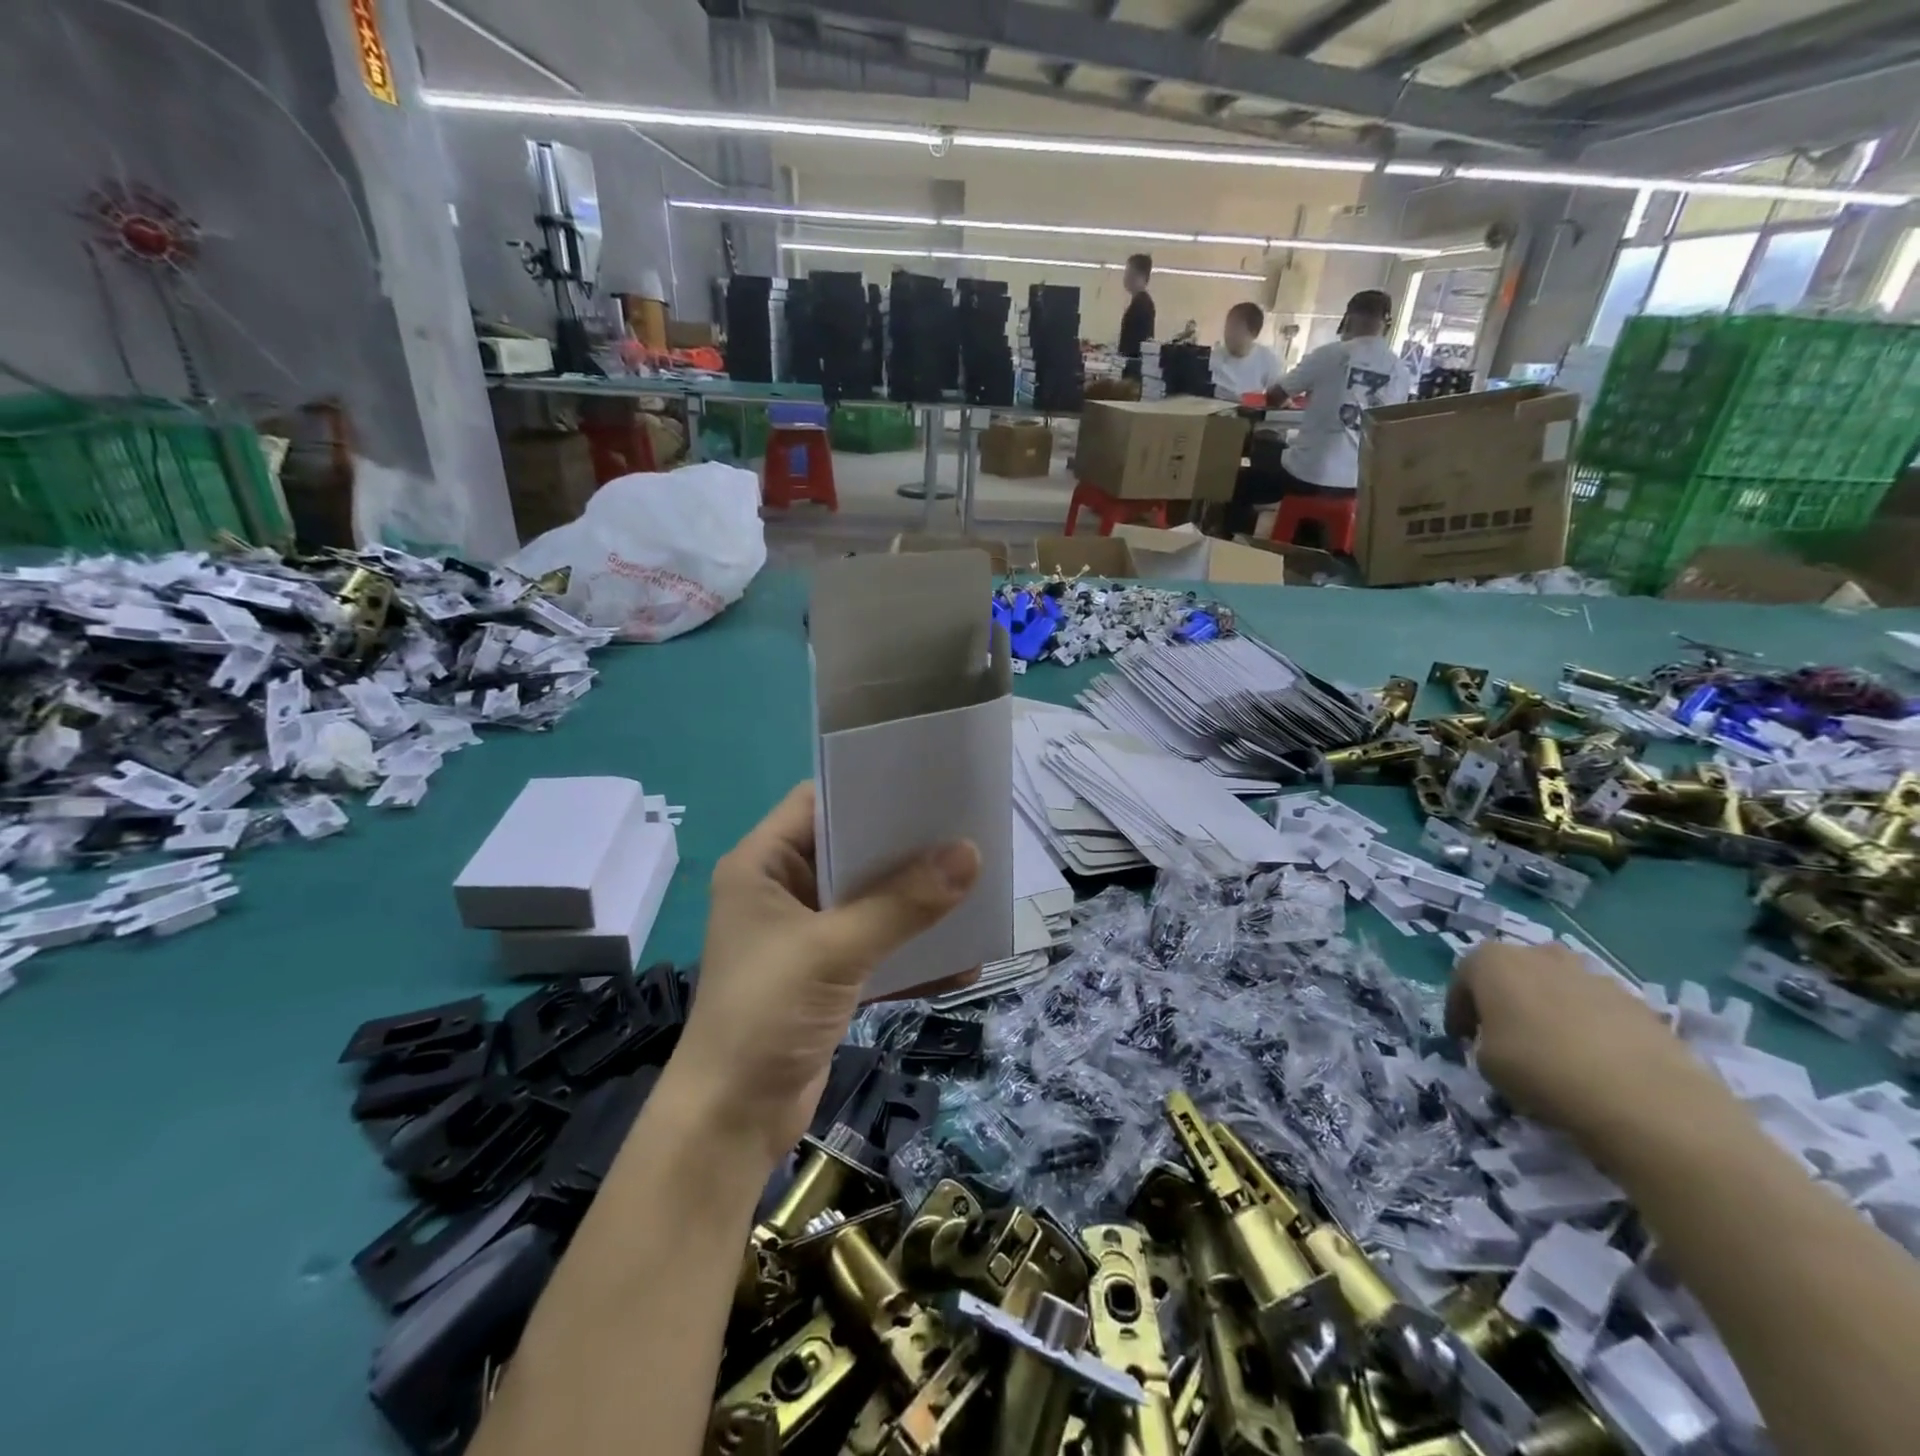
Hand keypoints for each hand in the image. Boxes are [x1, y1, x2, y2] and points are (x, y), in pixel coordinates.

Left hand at [668, 783, 981, 1165]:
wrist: (731, 1124)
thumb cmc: (764, 1015)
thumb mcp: (834, 950)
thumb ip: (902, 904)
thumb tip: (970, 855)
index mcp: (763, 865)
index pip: (818, 802)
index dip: (867, 788)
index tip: (926, 783)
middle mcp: (783, 890)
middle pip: (851, 850)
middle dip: (905, 846)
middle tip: (965, 828)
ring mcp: (806, 934)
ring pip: (870, 899)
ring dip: (915, 900)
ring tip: (974, 883)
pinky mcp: (827, 975)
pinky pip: (878, 947)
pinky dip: (912, 952)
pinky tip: (962, 958)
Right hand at [1448, 942, 1731, 1152]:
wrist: (1645, 1099)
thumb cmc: (1541, 1069)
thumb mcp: (1486, 1061)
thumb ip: (1485, 1040)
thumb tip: (1503, 1043)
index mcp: (1493, 960)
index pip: (1463, 978)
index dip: (1458, 1010)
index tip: (1462, 1040)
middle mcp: (1539, 954)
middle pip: (1513, 973)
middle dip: (1505, 1000)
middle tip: (1505, 1037)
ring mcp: (1593, 975)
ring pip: (1557, 988)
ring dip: (1549, 1011)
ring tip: (1554, 1051)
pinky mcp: (1637, 1002)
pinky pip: (1597, 1010)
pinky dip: (1589, 1028)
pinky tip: (1594, 1063)